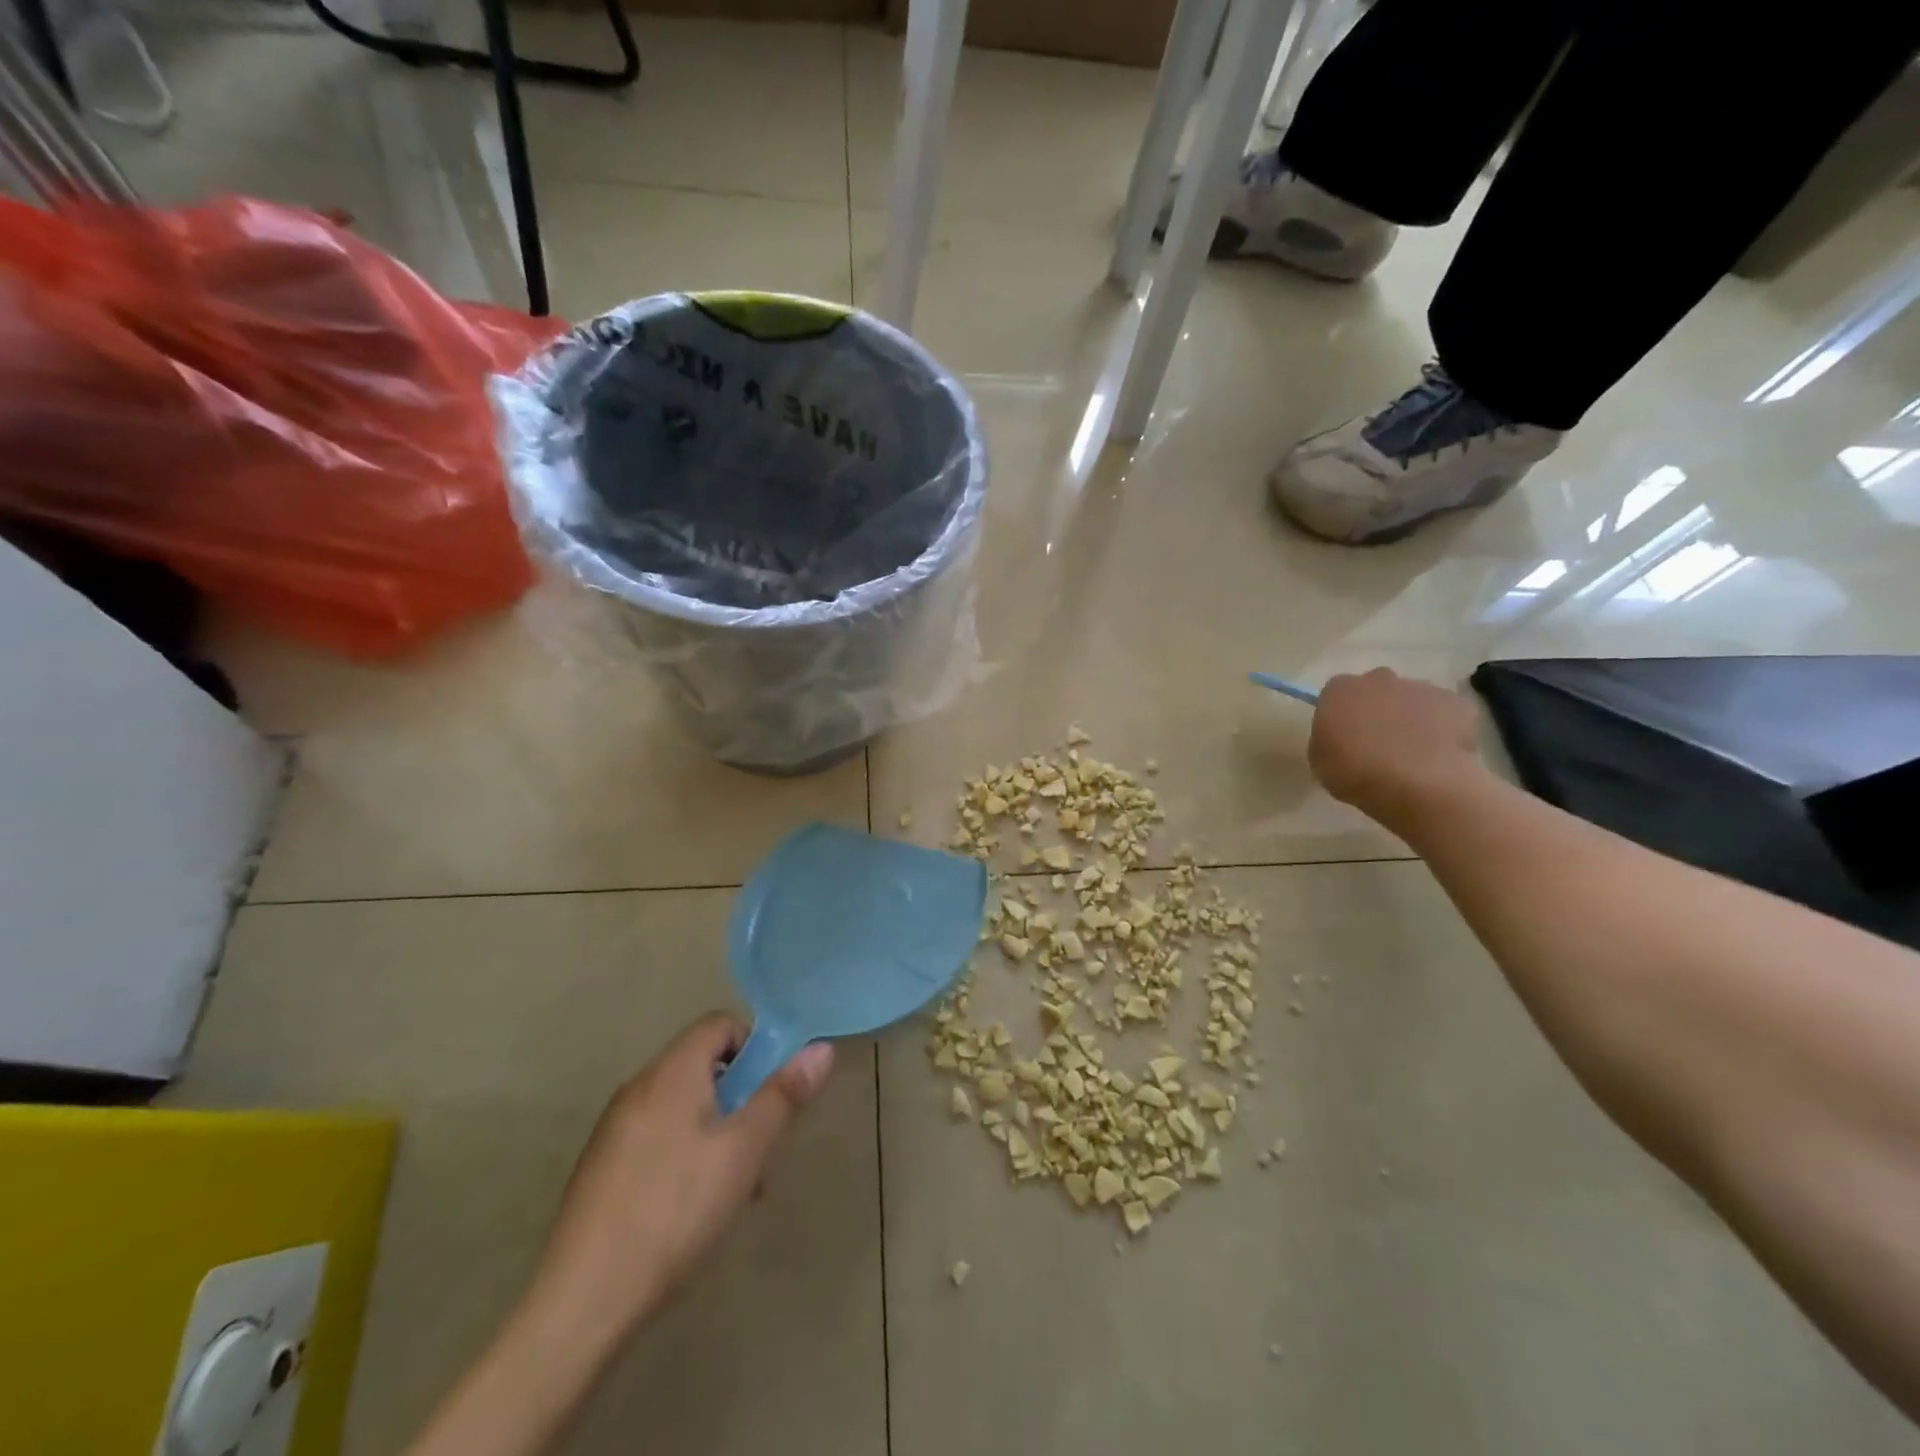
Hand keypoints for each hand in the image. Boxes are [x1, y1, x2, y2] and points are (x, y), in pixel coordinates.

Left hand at [526, 1013, 834, 1346]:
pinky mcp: (602, 1169)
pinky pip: (658, 1138)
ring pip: (683, 1107)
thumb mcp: (744, 1150)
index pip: (719, 1024)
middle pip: (702, 1066)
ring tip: (736, 1187)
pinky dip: (687, 1153)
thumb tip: (821, 1048)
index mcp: (671, 1072)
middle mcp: (639, 1088)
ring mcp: (615, 1130)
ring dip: (719, 1130)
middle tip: (762, 1145)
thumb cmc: (676, 1210)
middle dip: (741, 1096)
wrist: (582, 1302)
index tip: (776, 1088)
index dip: (755, 1044)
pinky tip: (695, 1209)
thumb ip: (783, 1096)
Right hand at [1308, 668, 1485, 827]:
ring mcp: (1421, 688)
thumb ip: (1328, 738)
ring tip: (1412, 753)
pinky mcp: (1456, 703)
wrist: (1418, 785)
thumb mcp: (1319, 760)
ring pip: (1412, 699)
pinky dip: (1442, 728)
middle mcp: (1380, 679)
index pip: (1336, 693)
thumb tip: (1343, 736)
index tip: (1344, 736)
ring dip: (1410, 718)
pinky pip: (1445, 713)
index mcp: (1340, 690)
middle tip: (1378, 743)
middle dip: (1377, 709)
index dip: (1341, 714)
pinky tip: (1438, 754)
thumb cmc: (1355, 773)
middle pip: (1376, 689)